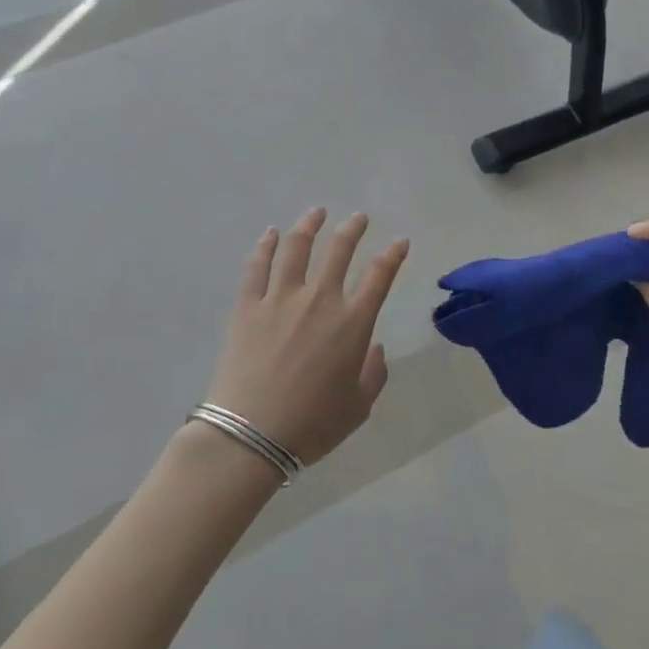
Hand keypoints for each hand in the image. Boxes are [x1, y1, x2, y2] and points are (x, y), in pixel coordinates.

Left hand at [205, 208, 409, 466]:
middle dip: (352, 229)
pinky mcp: (248, 306)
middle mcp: (320, 299)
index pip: (380, 275)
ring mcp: (280, 298)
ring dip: (310, 225)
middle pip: (339, 250)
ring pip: (297, 248)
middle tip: (358, 218)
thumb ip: (373, 373)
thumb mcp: (358, 407)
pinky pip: (257, 267)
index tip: (400, 241)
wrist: (251, 436)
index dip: (393, 255)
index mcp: (352, 322)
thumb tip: (373, 347)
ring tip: (317, 212)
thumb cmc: (312, 425)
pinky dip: (265, 246)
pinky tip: (270, 234)